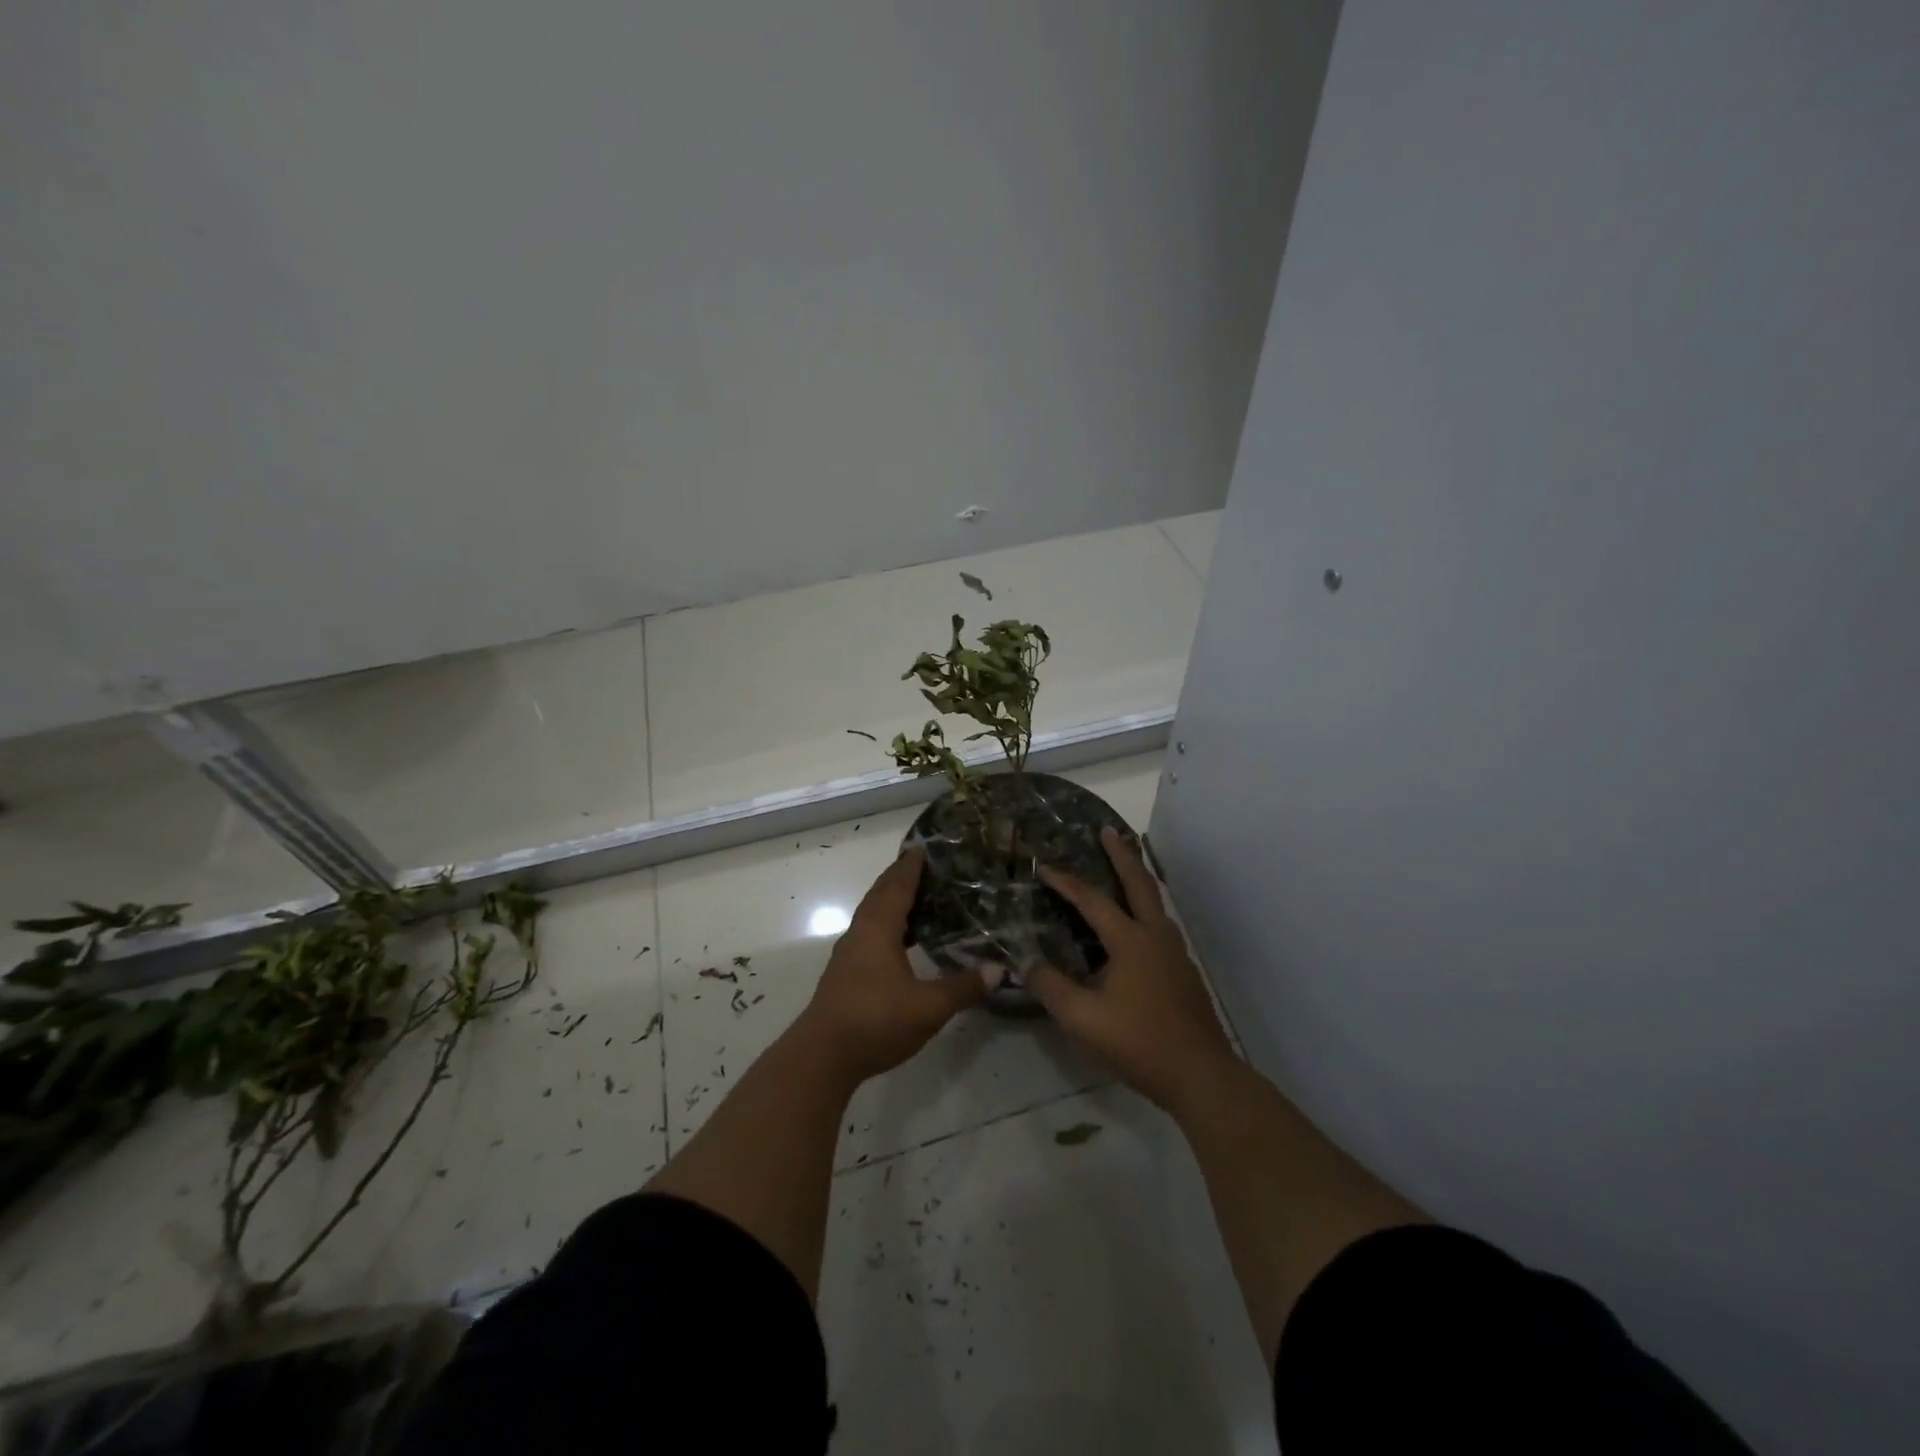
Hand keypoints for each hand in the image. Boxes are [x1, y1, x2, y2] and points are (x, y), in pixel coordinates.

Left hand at [797, 849, 986, 1084]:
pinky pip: (870, 934)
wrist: (822, 1056)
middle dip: (899, 877)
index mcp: (879, 929)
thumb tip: (998, 969)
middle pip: (880, 895)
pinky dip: (888, 926)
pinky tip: (902, 942)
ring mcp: (849, 954)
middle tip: (924, 866)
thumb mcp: (929, 1007)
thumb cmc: (875, 1020)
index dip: (911, 866)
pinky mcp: (846, 974)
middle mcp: (861, 933)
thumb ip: (963, 987)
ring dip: (892, 902)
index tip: (923, 847)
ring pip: (872, 915)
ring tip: (918, 899)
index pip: (897, 886)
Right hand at [1032, 827, 1236, 1110]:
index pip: (1092, 901)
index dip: (1066, 883)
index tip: (1045, 867)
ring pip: (1155, 903)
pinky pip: (1160, 924)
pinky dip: (1145, 907)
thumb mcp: (1083, 1019)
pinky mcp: (1184, 971)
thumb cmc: (1139, 1042)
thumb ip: (1050, 988)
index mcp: (1131, 941)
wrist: (1201, 1075)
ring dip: (1137, 879)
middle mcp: (1156, 936)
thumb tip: (1026, 962)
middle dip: (1122, 855)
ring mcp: (1175, 953)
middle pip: (1139, 884)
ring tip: (1124, 868)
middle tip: (1108, 830)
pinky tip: (1136, 925)